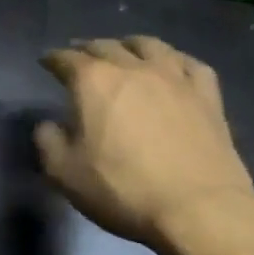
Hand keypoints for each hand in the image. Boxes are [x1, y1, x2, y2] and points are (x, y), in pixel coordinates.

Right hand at [36, 36, 253, 251]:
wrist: (199, 209)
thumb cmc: (122, 188)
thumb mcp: (64, 173)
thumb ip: (48, 141)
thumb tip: (49, 125)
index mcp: (93, 81)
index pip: (65, 59)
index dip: (52, 59)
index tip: (46, 62)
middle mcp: (132, 69)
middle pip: (105, 46)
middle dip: (87, 49)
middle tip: (79, 57)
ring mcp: (174, 79)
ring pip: (149, 45)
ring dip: (129, 45)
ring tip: (124, 51)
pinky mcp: (207, 96)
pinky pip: (190, 64)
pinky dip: (175, 59)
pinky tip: (172, 66)